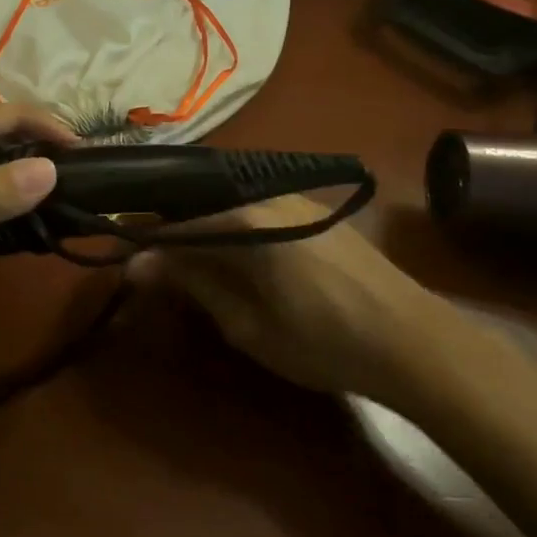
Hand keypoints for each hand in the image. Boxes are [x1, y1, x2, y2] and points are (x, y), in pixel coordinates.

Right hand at [131, 195, 460, 404]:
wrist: (416, 342)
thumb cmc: (323, 341)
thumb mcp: (247, 324)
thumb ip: (192, 285)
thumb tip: (138, 264)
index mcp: (243, 219)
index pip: (174, 221)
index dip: (143, 240)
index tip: (121, 257)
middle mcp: (264, 194)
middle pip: (199, 203)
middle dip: (171, 230)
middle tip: (153, 263)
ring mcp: (293, 198)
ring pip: (227, 203)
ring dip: (202, 228)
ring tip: (188, 261)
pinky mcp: (314, 210)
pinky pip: (255, 208)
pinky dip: (232, 227)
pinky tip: (233, 254)